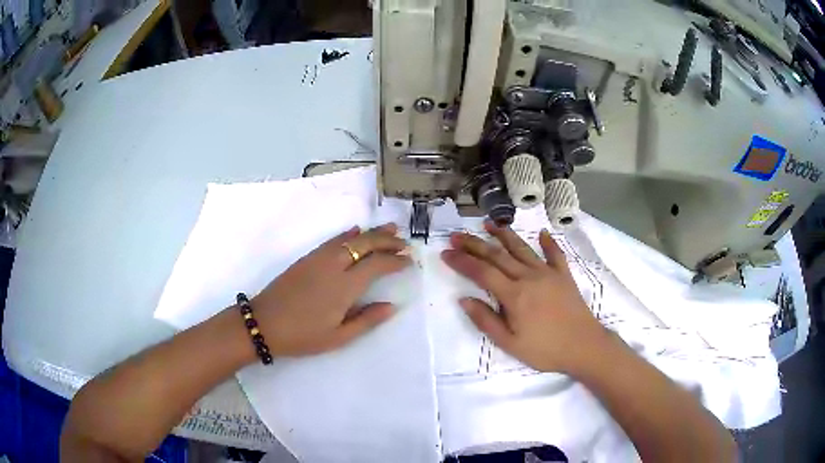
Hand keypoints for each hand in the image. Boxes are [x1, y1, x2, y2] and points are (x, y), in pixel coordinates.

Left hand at [252, 223, 410, 356]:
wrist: (263, 323)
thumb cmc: (302, 336)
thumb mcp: (338, 337)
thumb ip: (367, 320)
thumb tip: (391, 305)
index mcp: (344, 286)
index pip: (377, 265)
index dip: (395, 261)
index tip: (409, 261)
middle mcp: (334, 266)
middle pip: (365, 245)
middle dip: (387, 241)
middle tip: (404, 243)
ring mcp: (318, 259)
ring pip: (350, 238)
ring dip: (371, 233)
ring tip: (390, 229)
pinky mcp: (306, 258)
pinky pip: (332, 240)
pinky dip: (347, 234)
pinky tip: (355, 231)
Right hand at [441, 221, 608, 375]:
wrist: (584, 346)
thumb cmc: (545, 349)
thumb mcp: (510, 343)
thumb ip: (486, 320)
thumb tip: (464, 300)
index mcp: (514, 295)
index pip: (482, 272)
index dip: (462, 261)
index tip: (446, 252)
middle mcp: (529, 276)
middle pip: (497, 255)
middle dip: (474, 244)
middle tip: (457, 235)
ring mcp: (548, 273)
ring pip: (522, 249)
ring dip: (504, 235)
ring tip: (489, 224)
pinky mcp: (564, 275)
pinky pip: (555, 254)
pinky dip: (548, 242)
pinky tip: (542, 233)